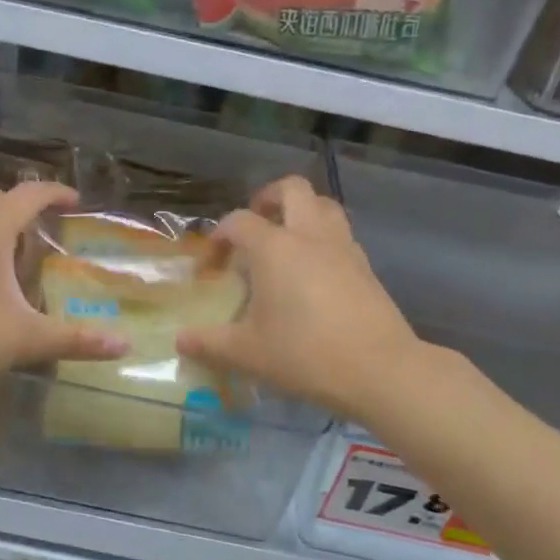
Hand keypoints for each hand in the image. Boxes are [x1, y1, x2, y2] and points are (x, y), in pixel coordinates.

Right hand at [177, 176, 428, 420]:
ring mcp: (343, 248)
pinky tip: (314, 271)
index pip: (239, 221)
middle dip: (268, 198)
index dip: (219, 237)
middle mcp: (310, 236)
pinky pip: (341, 234)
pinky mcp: (366, 267)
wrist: (379, 370)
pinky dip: (323, 238)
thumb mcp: (247, 353)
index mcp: (275, 248)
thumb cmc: (304, 355)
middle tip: (254, 224)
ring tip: (285, 240)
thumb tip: (181, 341)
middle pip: (291, 189)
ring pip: (324, 205)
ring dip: (302, 211)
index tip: (212, 266)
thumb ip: (210, 343)